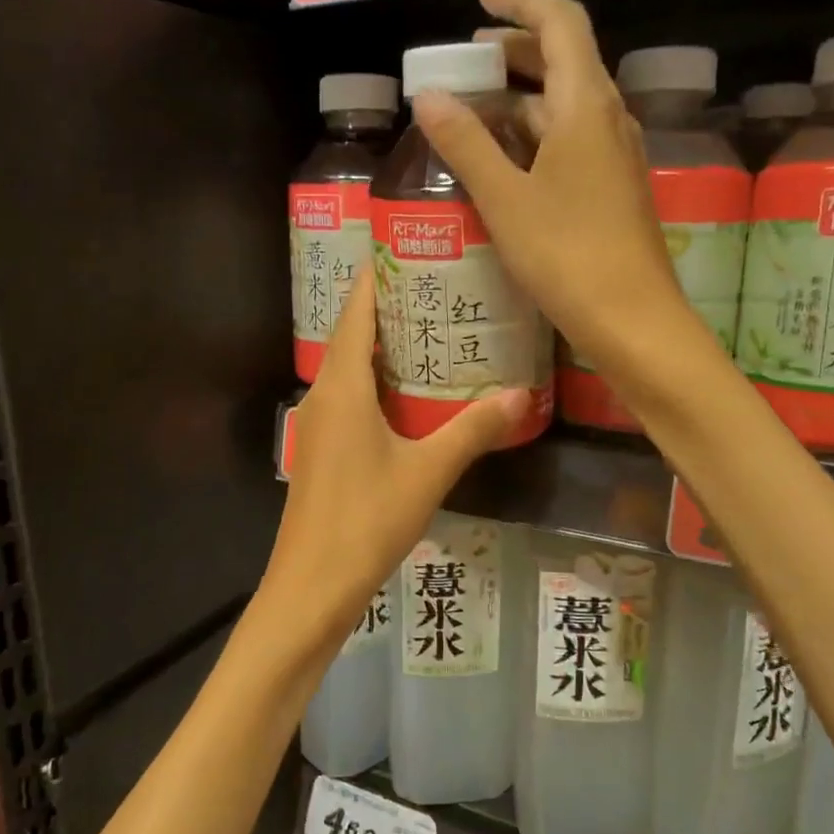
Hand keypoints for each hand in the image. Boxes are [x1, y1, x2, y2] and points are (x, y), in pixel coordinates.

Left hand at [264, 270, 528, 661]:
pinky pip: (353, 397)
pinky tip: (416, 396)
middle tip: (446, 288)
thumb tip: (521, 395)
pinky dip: (383, 382)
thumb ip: (473, 430)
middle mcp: (324, 393)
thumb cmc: (366, 520)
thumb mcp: (428, 471)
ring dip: (389, 347)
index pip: (357, 309)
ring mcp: (320, 423)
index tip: (418, 248)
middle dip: (394, 307)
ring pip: (353, 368)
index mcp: (342, 385)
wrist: (311, 585)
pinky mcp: (325, 449)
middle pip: (355, 333)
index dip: (381, 274)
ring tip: (439, 332)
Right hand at [411, 0, 694, 382]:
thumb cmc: (567, 255)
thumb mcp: (505, 199)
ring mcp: (616, 155)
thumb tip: (429, 97)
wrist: (633, 319)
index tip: (481, 0)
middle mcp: (608, 118)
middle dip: (516, 51)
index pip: (559, 24)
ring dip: (523, 98)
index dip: (521, 2)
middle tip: (469, 59)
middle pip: (565, 61)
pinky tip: (507, 160)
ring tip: (476, 109)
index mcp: (585, 105)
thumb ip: (466, 145)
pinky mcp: (614, 188)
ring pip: (567, 105)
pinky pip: (573, 141)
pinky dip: (537, 135)